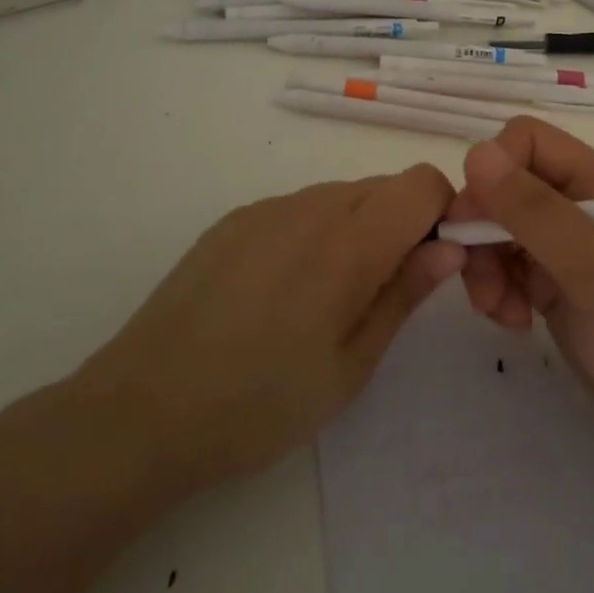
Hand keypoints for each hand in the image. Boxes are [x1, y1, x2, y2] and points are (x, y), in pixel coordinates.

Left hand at [69, 166, 463, 500]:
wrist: (142, 410)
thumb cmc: (260, 403)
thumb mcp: (350, 365)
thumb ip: (404, 293)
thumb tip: (451, 245)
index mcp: (348, 242)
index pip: (423, 182)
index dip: (444, 213)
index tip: (436, 263)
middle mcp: (310, 206)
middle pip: (383, 186)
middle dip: (404, 225)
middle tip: (386, 292)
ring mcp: (266, 208)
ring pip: (341, 196)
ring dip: (359, 230)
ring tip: (328, 300)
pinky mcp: (233, 220)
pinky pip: (298, 209)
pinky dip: (315, 233)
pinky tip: (282, 292)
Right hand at [445, 118, 593, 476]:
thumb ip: (535, 212)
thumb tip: (476, 154)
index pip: (527, 141)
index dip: (493, 170)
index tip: (476, 221)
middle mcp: (581, 204)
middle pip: (505, 187)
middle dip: (484, 230)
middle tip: (482, 282)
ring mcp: (567, 246)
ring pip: (499, 229)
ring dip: (487, 267)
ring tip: (504, 313)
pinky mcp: (555, 284)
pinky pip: (506, 267)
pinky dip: (499, 290)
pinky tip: (516, 322)